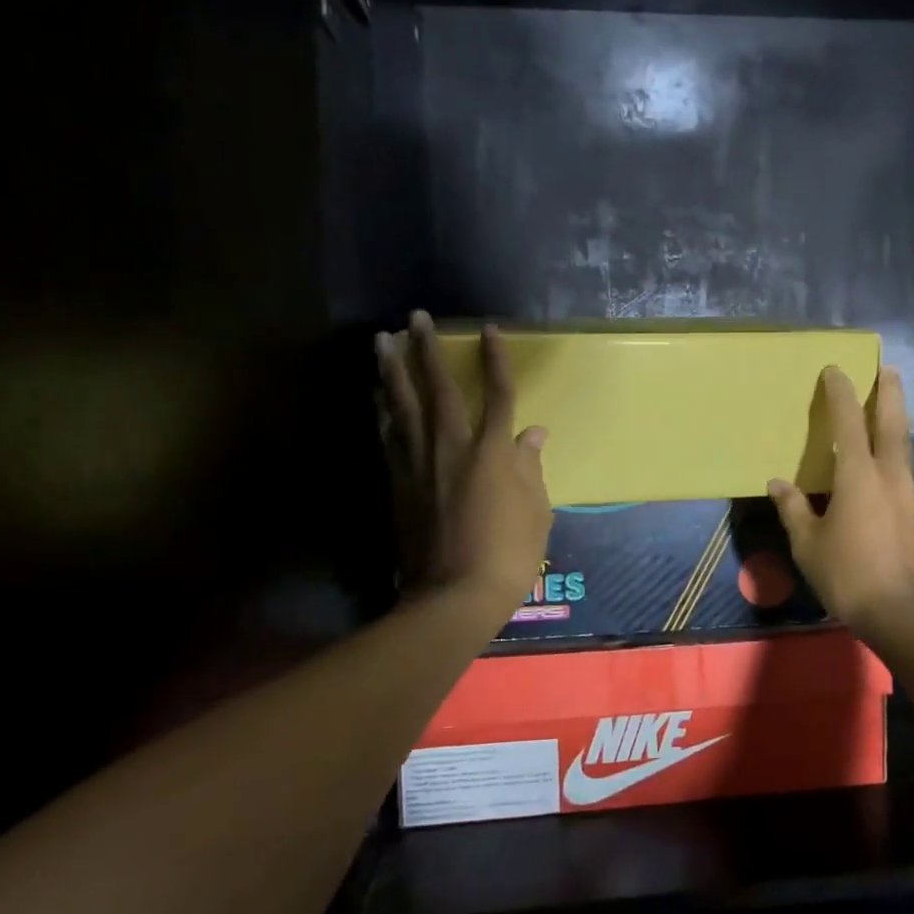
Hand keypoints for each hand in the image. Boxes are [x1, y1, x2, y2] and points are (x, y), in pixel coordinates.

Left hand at [377, 311, 551, 614]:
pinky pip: (389, 437)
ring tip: (382, 340)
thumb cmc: (508, 554)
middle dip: (427, 349)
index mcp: (492, 453)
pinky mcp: (398, 484)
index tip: (488, 329)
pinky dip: (383, 412)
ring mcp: (419, 465)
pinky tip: (377, 395)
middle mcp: (452, 448)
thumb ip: (530, 467)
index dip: (494, 359)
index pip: (497, 394)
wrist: (453, 597)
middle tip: (415, 317)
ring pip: (402, 407)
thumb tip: (533, 433)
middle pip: (438, 388)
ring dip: (392, 370)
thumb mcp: (536, 511)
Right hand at [768, 366, 913, 628]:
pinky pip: (904, 477)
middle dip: (890, 392)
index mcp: (859, 476)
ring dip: (895, 426)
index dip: (841, 393)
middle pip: (893, 423)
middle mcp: (891, 476)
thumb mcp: (808, 544)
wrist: (905, 615)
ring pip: (904, 449)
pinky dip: (894, 462)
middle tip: (888, 368)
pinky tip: (882, 478)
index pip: (848, 422)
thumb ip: (793, 509)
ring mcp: (912, 496)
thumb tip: (777, 483)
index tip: (836, 370)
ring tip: (884, 417)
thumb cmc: (848, 575)